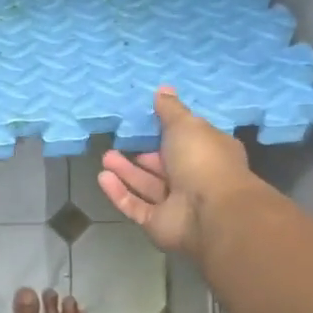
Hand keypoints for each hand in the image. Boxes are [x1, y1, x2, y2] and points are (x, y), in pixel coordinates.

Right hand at [98, 87, 260, 256]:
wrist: (209, 212)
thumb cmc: (203, 160)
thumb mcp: (186, 125)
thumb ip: (170, 110)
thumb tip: (163, 89)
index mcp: (209, 154)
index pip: (187, 142)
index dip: (167, 133)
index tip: (146, 124)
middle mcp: (194, 179)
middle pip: (163, 166)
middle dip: (141, 156)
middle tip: (117, 144)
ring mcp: (176, 205)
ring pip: (146, 186)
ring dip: (126, 172)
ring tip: (105, 157)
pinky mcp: (157, 223)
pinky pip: (135, 206)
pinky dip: (119, 193)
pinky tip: (103, 178)